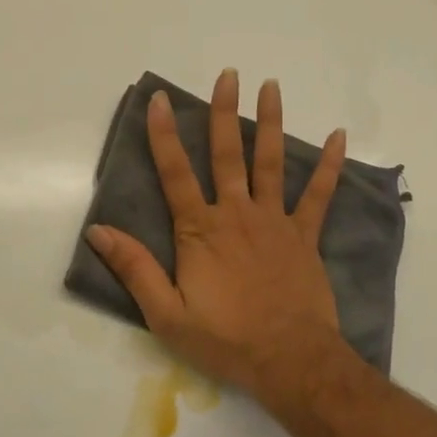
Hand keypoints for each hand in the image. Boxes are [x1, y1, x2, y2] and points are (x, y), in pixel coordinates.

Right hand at [85, 70, 357, 407]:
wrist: (290, 361)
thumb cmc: (225, 339)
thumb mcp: (166, 314)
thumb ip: (134, 268)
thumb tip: (98, 231)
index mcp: (200, 230)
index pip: (175, 173)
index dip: (163, 134)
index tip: (159, 99)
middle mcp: (236, 214)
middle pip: (227, 154)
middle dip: (224, 112)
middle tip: (228, 75)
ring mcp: (274, 221)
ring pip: (270, 162)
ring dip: (270, 123)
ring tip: (271, 86)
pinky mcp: (304, 235)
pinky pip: (319, 195)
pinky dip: (328, 165)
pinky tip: (338, 136)